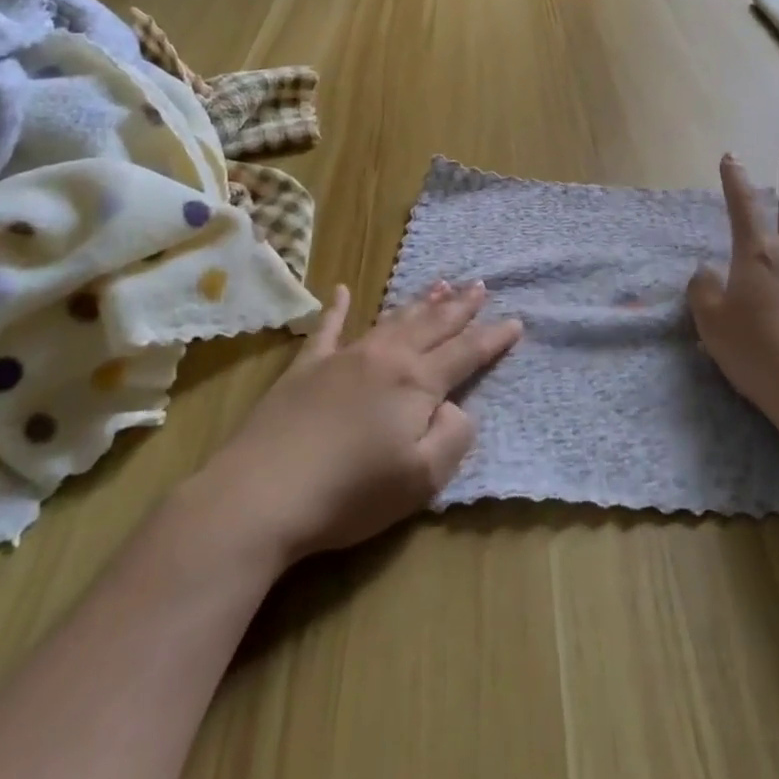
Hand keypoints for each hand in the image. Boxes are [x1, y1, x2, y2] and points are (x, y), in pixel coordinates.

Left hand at [187, 281, 522, 567]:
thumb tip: (455, 408)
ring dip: (419, 302)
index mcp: (417, 383)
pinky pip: (328, 329)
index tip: (516, 321)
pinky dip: (338, 308)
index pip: (466, 354)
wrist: (262, 494)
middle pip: (432, 325)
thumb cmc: (350, 494)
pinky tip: (344, 291)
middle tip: (480, 285)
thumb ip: (452, 438)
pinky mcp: (306, 367)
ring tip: (441, 284)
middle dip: (460, 307)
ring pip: (392, 320)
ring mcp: (343, 357)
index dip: (493, 339)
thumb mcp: (421, 480)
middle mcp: (385, 357)